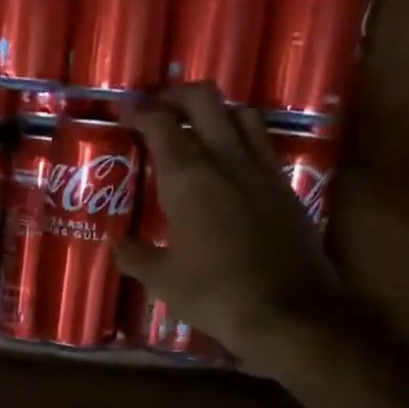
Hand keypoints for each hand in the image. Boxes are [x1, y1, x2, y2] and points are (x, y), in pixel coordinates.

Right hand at [119, 84, 339, 369]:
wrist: (288, 311)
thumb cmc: (215, 292)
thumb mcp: (163, 280)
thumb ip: (136, 257)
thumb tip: (120, 246)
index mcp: (188, 177)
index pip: (160, 123)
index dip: (139, 112)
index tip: (125, 113)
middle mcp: (225, 160)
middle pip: (204, 100)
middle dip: (177, 96)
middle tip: (159, 111)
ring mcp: (261, 170)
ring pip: (241, 114)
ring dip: (216, 112)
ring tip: (199, 131)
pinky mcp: (286, 187)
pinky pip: (263, 144)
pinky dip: (243, 139)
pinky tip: (232, 165)